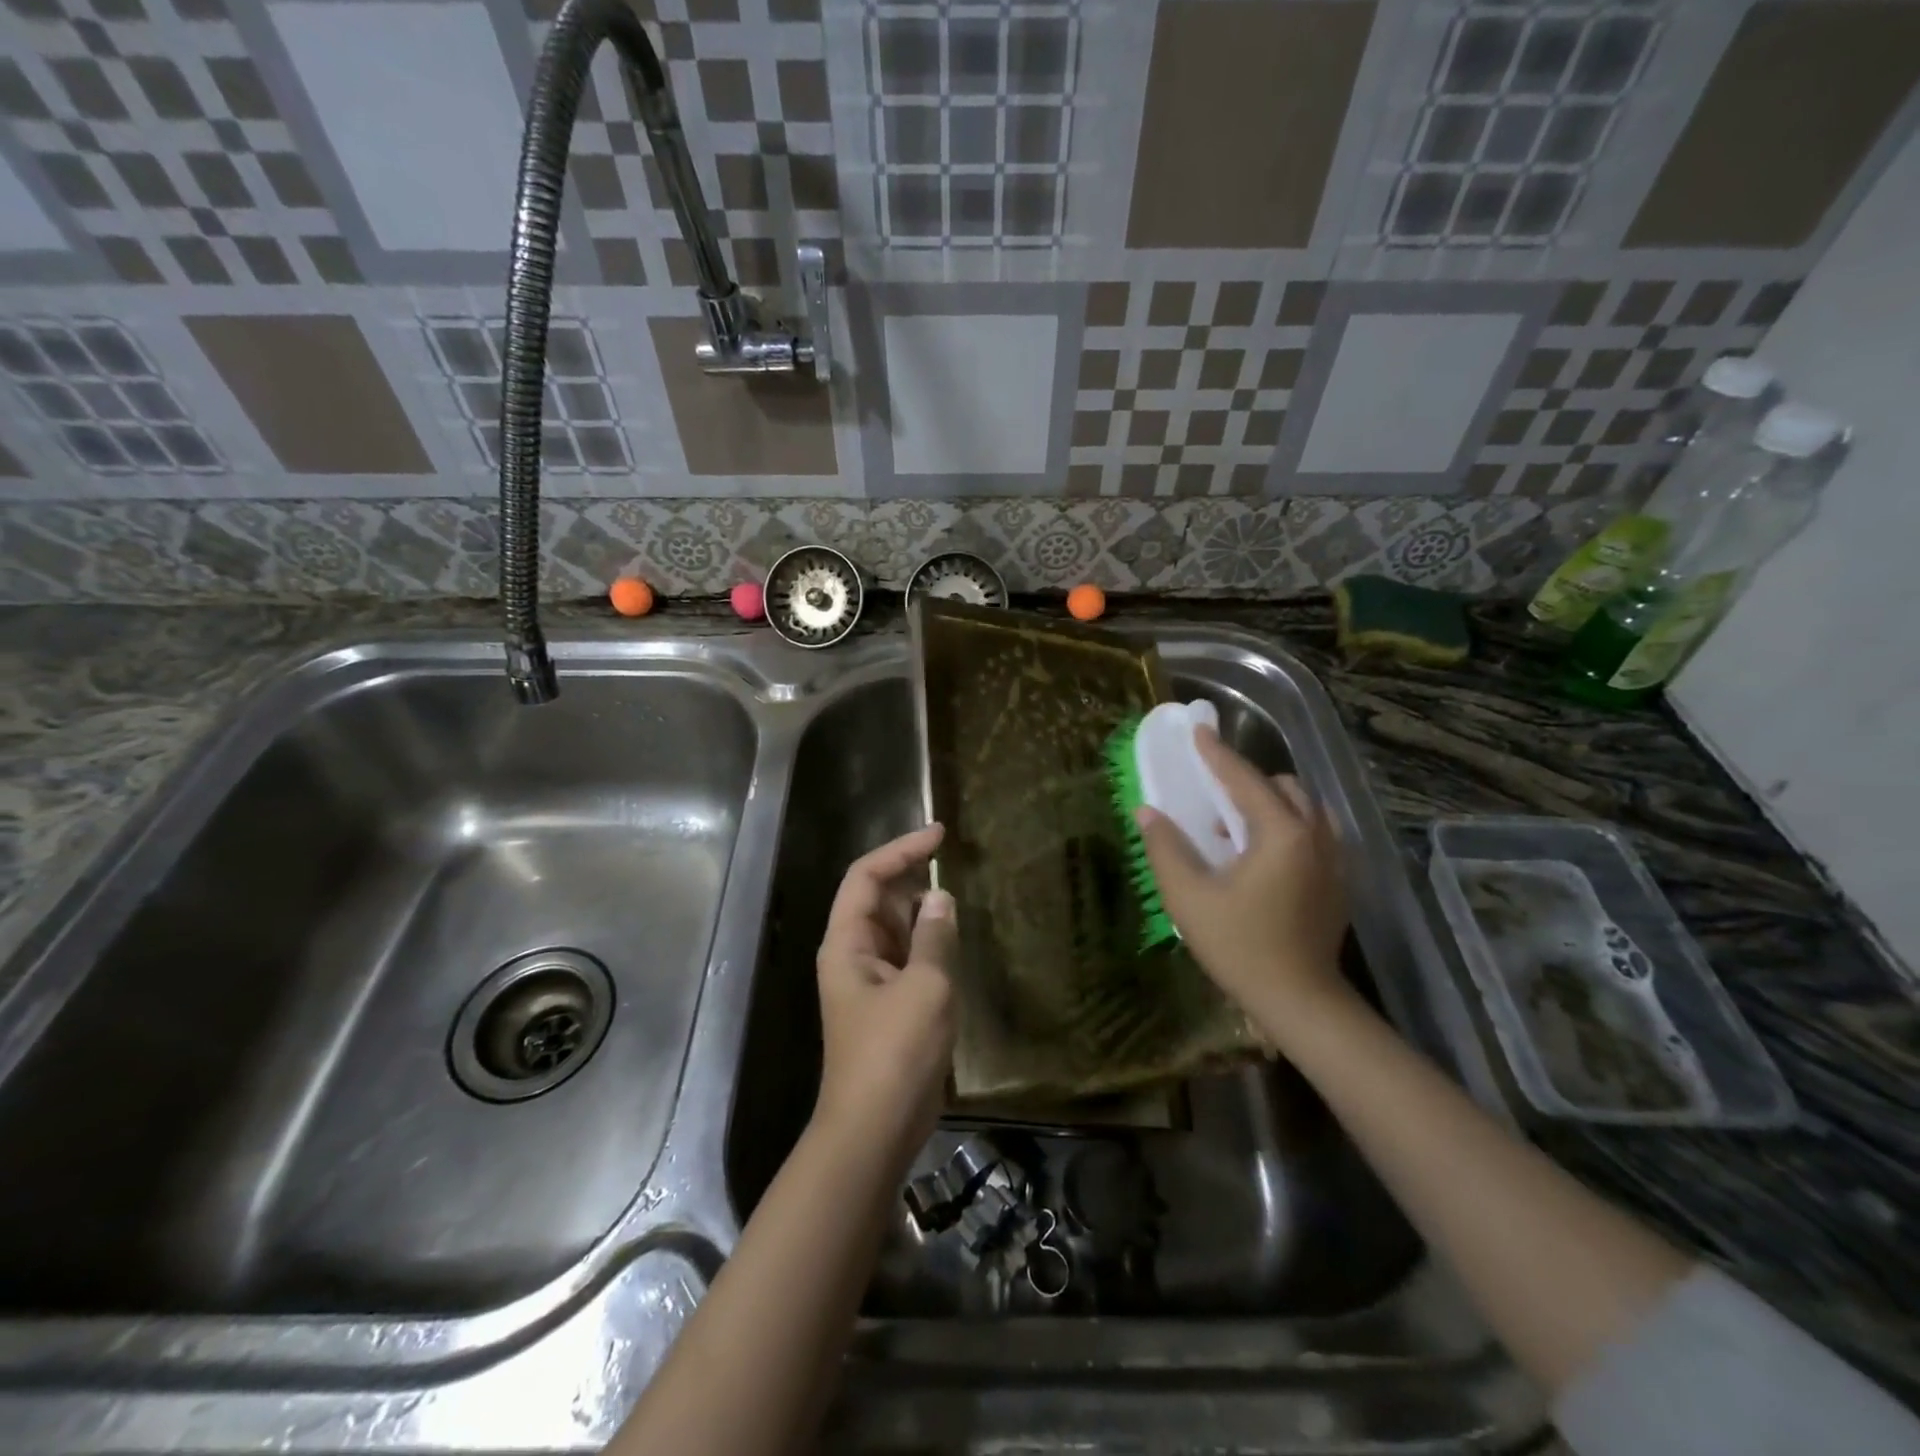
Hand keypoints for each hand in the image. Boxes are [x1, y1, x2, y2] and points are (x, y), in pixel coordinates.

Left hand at [814, 824, 957, 1158]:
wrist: (875, 1130)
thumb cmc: (896, 1053)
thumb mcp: (926, 987)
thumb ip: (935, 936)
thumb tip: (941, 897)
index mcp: (847, 942)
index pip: (866, 877)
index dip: (900, 849)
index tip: (939, 834)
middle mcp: (853, 954)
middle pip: (879, 899)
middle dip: (913, 880)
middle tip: (957, 868)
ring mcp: (870, 981)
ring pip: (896, 929)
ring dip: (924, 914)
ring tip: (960, 902)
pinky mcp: (888, 1004)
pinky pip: (908, 957)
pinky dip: (929, 944)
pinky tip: (955, 943)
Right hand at [1137, 727, 1352, 1042]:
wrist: (1300, 1002)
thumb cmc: (1240, 947)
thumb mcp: (1189, 897)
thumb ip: (1166, 848)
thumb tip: (1148, 811)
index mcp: (1282, 834)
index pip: (1244, 780)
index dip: (1216, 755)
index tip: (1197, 732)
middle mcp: (1316, 837)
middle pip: (1284, 787)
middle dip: (1247, 781)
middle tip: (1212, 796)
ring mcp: (1335, 860)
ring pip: (1304, 809)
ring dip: (1269, 804)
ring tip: (1233, 829)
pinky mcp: (1339, 882)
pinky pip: (1314, 833)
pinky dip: (1286, 827)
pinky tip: (1260, 857)